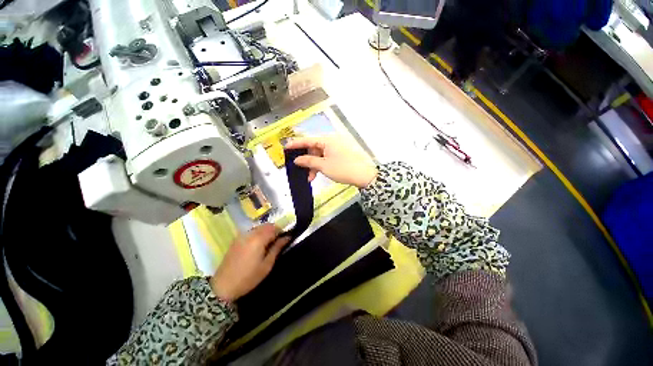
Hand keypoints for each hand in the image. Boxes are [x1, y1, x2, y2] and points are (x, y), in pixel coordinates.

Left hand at [210, 224, 290, 301]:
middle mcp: (250, 233)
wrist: (223, 286)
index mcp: (258, 239)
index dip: (282, 231)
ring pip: (258, 227)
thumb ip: (277, 248)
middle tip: (278, 241)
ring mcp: (241, 236)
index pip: (274, 228)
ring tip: (269, 244)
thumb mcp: (267, 265)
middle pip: (266, 225)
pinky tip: (258, 245)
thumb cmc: (249, 277)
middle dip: (274, 230)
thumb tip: (287, 237)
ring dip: (266, 231)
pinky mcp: (236, 240)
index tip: (286, 237)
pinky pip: (251, 231)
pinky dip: (258, 234)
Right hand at [284, 136, 377, 188]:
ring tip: (311, 177)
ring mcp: (338, 147)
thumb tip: (297, 159)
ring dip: (314, 165)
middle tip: (302, 171)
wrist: (365, 175)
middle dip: (307, 160)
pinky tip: (319, 173)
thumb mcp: (323, 166)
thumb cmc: (343, 169)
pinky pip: (327, 157)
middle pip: (314, 148)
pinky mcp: (342, 154)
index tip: (286, 148)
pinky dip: (322, 165)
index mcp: (327, 140)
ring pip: (321, 154)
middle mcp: (332, 141)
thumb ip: (308, 161)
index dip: (296, 144)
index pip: (308, 140)